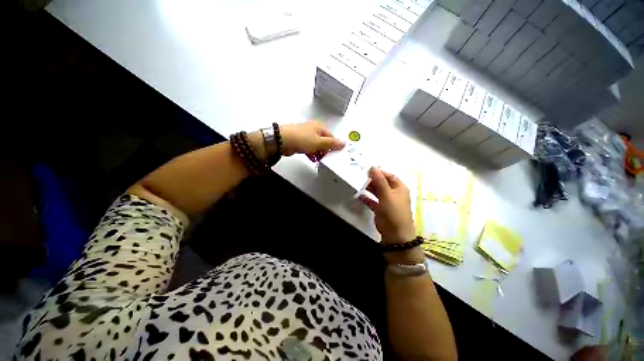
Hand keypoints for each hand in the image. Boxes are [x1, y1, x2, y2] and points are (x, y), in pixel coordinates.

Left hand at [280, 121, 344, 158]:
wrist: (282, 141)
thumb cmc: (301, 139)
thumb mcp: (319, 142)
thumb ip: (332, 144)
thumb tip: (344, 143)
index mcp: (320, 127)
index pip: (331, 137)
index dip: (333, 146)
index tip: (334, 154)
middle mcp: (314, 130)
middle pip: (324, 142)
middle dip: (326, 151)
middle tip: (326, 158)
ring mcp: (306, 136)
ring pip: (317, 146)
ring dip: (319, 153)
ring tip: (319, 160)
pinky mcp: (300, 142)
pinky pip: (309, 148)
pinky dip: (312, 154)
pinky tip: (313, 159)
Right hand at [359, 167, 415, 244]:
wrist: (395, 234)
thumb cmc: (393, 211)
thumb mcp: (387, 194)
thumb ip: (379, 181)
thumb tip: (373, 167)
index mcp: (399, 188)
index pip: (389, 175)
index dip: (379, 172)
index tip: (367, 170)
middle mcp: (394, 193)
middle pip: (382, 183)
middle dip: (372, 180)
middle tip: (360, 177)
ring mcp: (387, 201)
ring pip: (377, 191)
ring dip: (369, 188)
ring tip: (358, 184)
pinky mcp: (380, 209)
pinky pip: (372, 200)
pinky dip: (366, 198)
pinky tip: (359, 195)